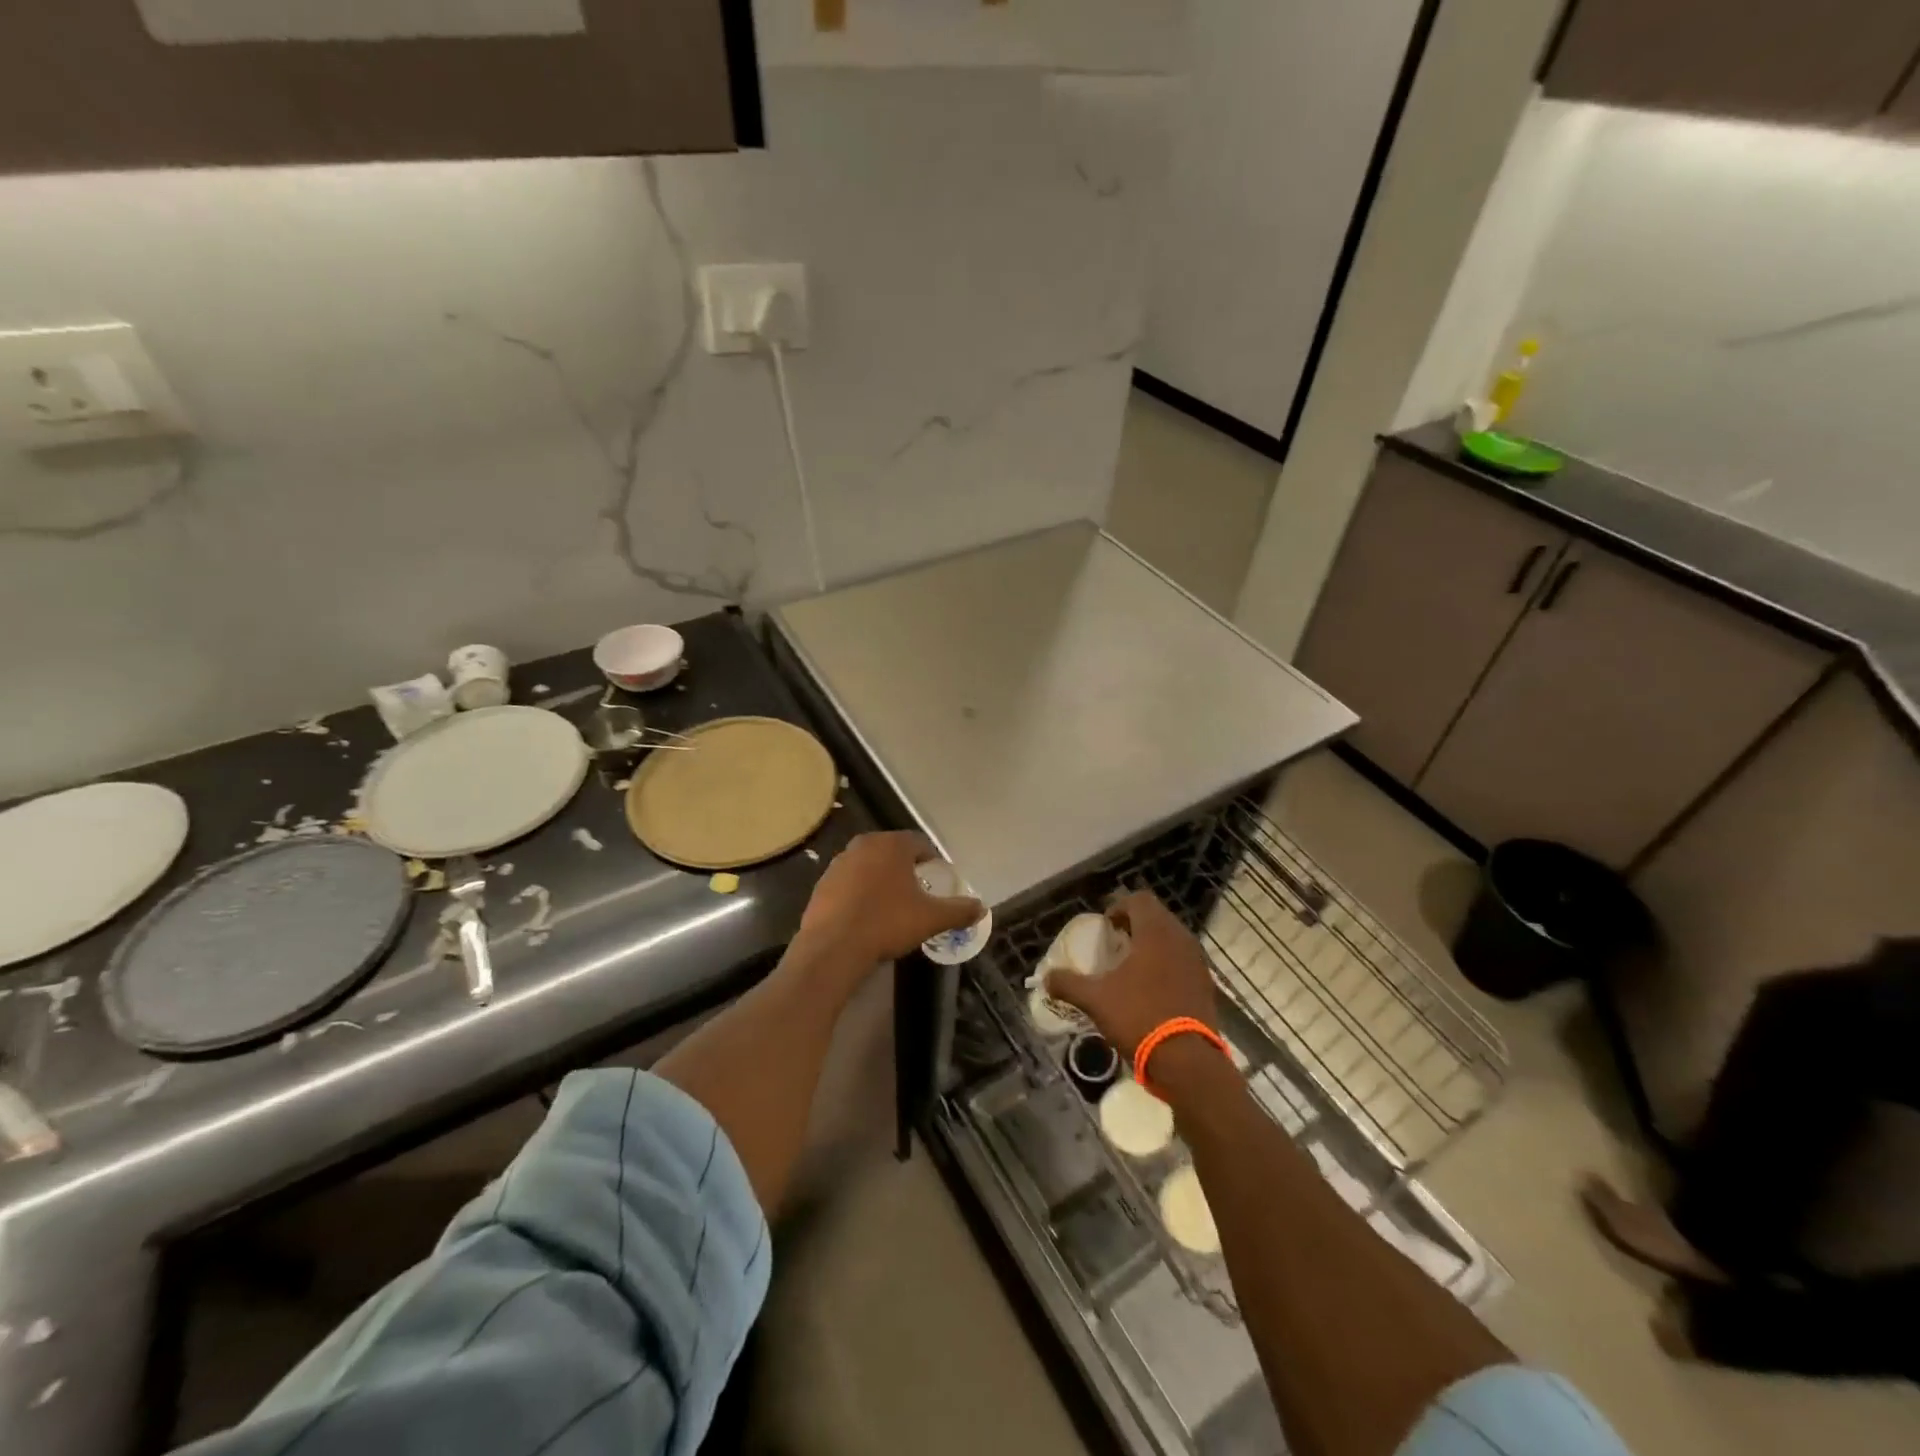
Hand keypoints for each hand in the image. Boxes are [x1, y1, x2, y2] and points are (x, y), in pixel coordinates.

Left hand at [796, 831, 982, 969]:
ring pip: (868, 865)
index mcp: (892, 845)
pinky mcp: (822, 883)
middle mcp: (864, 845)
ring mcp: (839, 863)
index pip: (919, 843)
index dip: (931, 860)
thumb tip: (982, 908)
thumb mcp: (930, 919)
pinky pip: (849, 883)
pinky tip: (865, 916)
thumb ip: (958, 910)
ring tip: (891, 905)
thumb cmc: (887, 923)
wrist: (834, 947)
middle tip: (917, 892)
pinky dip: (859, 893)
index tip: (937, 879)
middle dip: (905, 868)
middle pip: (892, 851)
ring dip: (880, 879)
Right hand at [1045, 890, 1216, 1057]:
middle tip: (1116, 942)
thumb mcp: (1096, 1000)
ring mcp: (1197, 962)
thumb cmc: (1139, 1017)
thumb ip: (1069, 984)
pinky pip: (1183, 961)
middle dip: (1135, 924)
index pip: (1139, 899)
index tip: (1106, 925)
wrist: (1187, 1061)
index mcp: (1155, 933)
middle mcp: (1180, 939)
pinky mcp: (1206, 985)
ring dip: (1152, 944)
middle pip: (1157, 916)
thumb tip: (1047, 978)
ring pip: (1172, 939)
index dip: (1119, 906)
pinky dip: (1167, 964)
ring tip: (1132, 966)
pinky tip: (1152, 988)